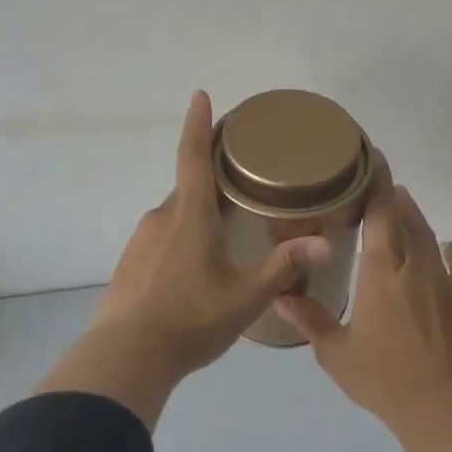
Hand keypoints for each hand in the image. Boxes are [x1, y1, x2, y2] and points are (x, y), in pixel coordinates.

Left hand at [34, 91, 331, 427]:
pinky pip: (162, 238)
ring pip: (177, 215)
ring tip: (226, 238)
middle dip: (214, 182)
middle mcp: (162, 217)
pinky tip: (194, 271)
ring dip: (199, 216)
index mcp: (190, 214)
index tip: (200, 95)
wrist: (126, 356)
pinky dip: (182, 241)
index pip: (193, 155)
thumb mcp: (246, 296)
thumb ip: (284, 266)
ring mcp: (141, 239)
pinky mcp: (130, 262)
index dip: (198, 123)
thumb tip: (325, 243)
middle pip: (190, 186)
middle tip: (243, 189)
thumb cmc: (191, 319)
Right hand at [278, 184, 451, 451]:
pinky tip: (447, 253)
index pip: (380, 213)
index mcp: (381, 271)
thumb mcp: (335, 352)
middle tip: (379, 186)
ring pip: (430, 238)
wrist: (441, 405)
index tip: (373, 158)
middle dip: (392, 197)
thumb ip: (310, 320)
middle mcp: (414, 266)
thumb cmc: (382, 377)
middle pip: (406, 218)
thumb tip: (280, 297)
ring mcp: (444, 281)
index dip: (377, 183)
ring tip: (403, 208)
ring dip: (416, 220)